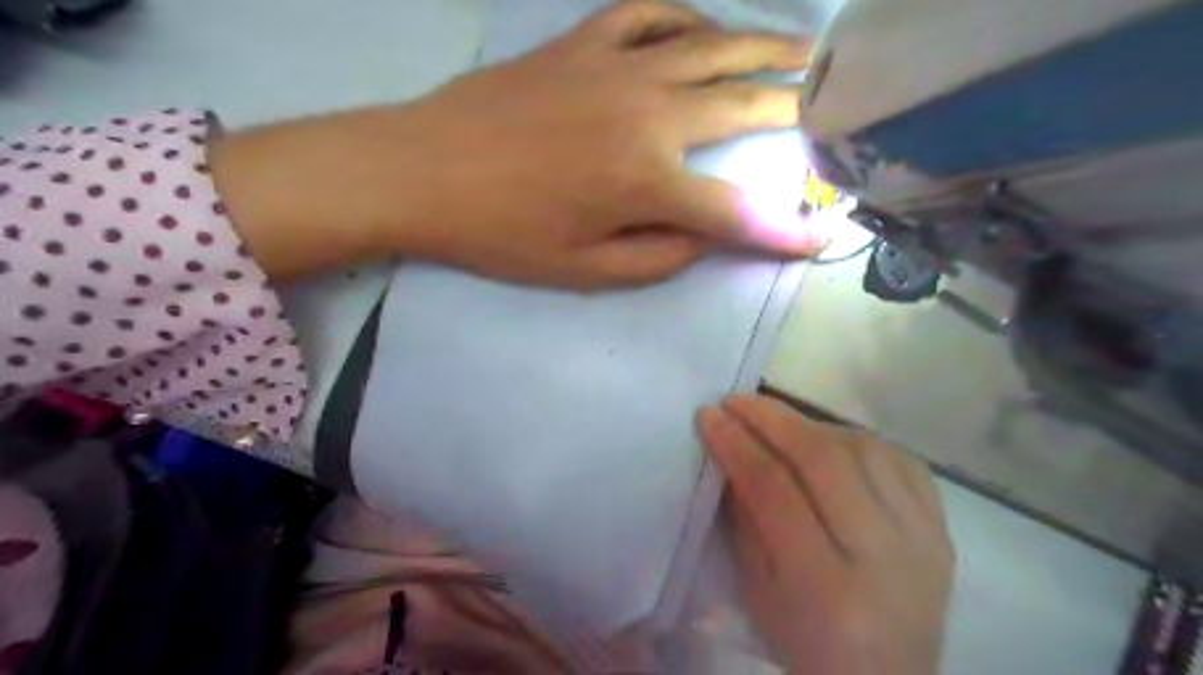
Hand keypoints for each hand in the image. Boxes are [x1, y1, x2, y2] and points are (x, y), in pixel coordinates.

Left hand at [207, 0, 828, 284]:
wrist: (422, 170)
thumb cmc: (502, 232)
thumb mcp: (584, 271)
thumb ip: (658, 256)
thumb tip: (703, 235)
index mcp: (646, 180)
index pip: (736, 214)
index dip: (783, 231)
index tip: (819, 237)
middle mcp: (648, 112)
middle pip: (743, 107)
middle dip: (798, 113)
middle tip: (835, 107)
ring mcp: (616, 65)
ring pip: (711, 43)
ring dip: (763, 46)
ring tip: (800, 49)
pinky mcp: (583, 42)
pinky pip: (650, 11)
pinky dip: (687, 14)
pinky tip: (704, 25)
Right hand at [697, 396, 959, 674]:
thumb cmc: (808, 644)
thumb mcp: (758, 592)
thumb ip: (745, 518)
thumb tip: (732, 449)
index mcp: (826, 589)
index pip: (774, 491)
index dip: (737, 445)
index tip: (709, 415)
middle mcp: (884, 558)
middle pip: (823, 461)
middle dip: (772, 419)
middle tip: (737, 401)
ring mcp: (923, 540)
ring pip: (863, 450)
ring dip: (811, 424)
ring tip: (778, 421)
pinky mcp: (943, 529)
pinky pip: (900, 460)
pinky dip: (857, 439)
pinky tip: (829, 439)